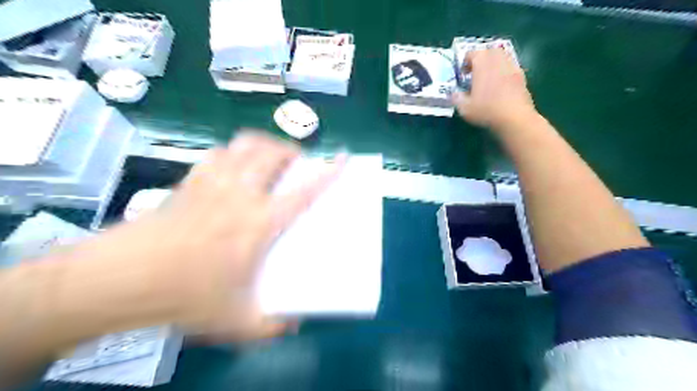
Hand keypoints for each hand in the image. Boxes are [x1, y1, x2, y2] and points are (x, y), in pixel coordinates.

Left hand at [79, 134, 342, 341]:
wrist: (120, 279)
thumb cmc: (184, 295)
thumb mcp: (235, 320)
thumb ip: (271, 326)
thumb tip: (294, 324)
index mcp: (259, 222)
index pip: (304, 191)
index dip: (329, 172)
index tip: (343, 158)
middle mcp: (240, 194)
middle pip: (272, 153)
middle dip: (292, 150)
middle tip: (299, 161)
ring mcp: (212, 183)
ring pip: (245, 145)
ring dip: (264, 145)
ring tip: (271, 157)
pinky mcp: (189, 181)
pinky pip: (218, 153)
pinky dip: (234, 152)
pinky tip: (234, 166)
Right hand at [453, 49, 537, 129]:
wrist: (514, 117)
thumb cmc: (486, 110)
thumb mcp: (464, 107)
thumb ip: (457, 97)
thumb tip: (454, 93)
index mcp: (482, 62)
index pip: (471, 53)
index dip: (465, 63)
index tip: (462, 75)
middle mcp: (498, 59)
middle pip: (488, 52)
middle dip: (481, 60)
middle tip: (475, 74)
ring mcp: (512, 66)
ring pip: (501, 58)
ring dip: (493, 65)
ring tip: (487, 80)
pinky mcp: (522, 75)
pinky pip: (509, 68)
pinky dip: (503, 73)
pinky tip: (500, 88)